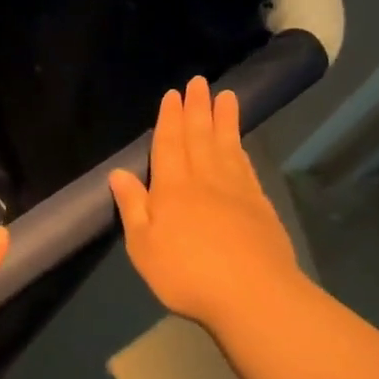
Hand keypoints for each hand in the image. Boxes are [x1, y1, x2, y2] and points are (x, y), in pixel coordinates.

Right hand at [107, 76, 303, 327]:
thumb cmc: (187, 274)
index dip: (170, 118)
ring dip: (224, 120)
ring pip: (227, 146)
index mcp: (173, 188)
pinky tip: (239, 145)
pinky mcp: (260, 207)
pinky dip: (240, 149)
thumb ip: (133, 207)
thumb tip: (118, 173)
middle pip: (200, 137)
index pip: (169, 145)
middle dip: (198, 108)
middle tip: (199, 82)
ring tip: (226, 96)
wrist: (254, 296)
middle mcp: (205, 181)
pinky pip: (246, 167)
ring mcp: (237, 192)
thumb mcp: (143, 246)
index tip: (173, 94)